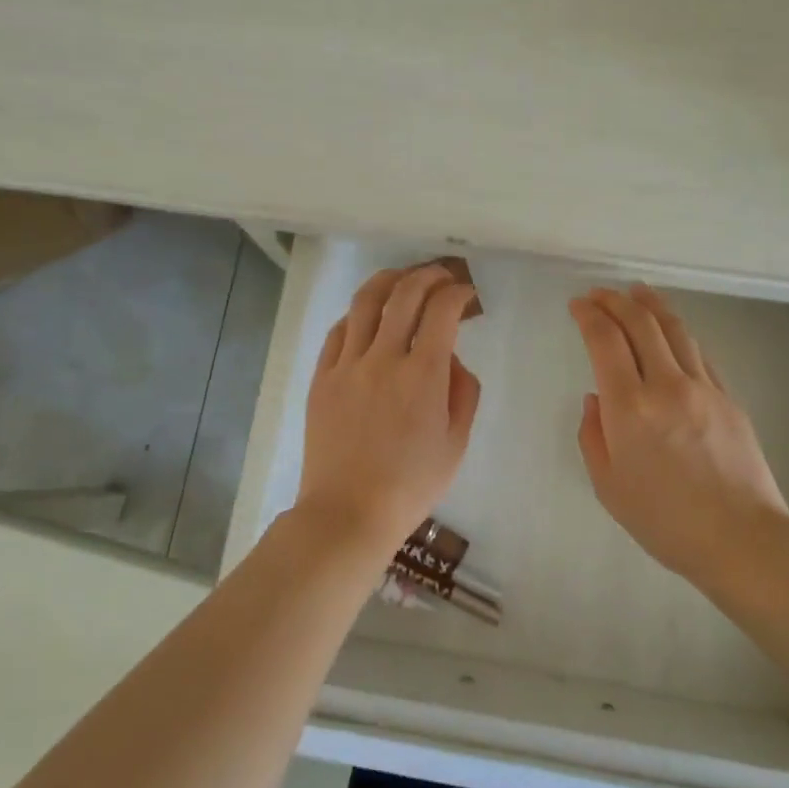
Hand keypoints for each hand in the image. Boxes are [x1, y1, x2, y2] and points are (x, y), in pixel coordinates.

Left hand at [296, 265, 481, 553]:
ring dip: (388, 281)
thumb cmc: (411, 484)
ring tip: (402, 278)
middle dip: (428, 275)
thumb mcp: (456, 443)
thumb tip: (450, 359)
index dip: (458, 292)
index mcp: (423, 375)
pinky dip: (357, 314)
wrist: (348, 512)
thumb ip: (463, 392)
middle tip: (441, 276)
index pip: (442, 310)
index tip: (466, 295)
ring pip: (365, 302)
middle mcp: (384, 358)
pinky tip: (367, 316)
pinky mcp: (322, 377)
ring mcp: (347, 365)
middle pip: (405, 294)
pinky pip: (339, 331)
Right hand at [569, 284, 788, 583]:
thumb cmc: (665, 521)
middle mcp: (666, 385)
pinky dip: (677, 333)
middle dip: (615, 301)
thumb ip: (593, 435)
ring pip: (674, 330)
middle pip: (640, 323)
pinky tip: (670, 331)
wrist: (741, 538)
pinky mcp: (728, 397)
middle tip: (599, 293)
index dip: (588, 315)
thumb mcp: (608, 487)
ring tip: (636, 292)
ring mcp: (703, 387)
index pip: (605, 340)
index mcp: (629, 408)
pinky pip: (698, 352)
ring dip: (650, 305)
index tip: (577, 304)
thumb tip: (596, 399)